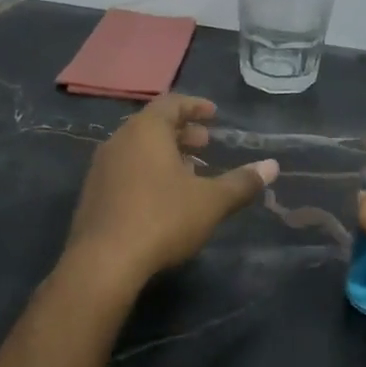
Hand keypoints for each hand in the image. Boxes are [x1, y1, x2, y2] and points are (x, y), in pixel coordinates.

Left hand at [64, 94, 277, 291]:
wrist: (104, 263)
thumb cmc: (162, 219)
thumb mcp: (211, 201)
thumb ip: (242, 182)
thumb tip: (272, 166)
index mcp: (145, 131)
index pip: (171, 104)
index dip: (195, 106)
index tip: (214, 114)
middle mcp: (118, 142)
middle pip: (152, 126)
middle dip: (182, 132)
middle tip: (206, 143)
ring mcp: (101, 169)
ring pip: (137, 150)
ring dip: (165, 154)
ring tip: (190, 171)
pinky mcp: (93, 196)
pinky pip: (125, 171)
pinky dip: (148, 172)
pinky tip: (164, 197)